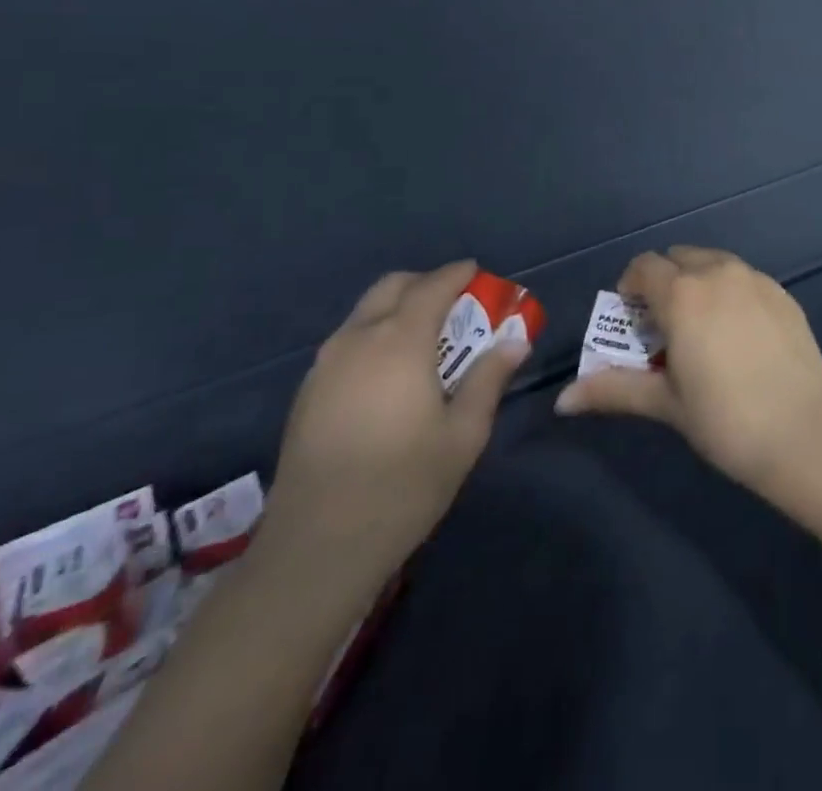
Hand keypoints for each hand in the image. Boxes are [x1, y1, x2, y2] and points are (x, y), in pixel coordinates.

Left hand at [257, 261, 526, 597]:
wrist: (316, 549)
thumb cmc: (403, 485)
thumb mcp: (464, 433)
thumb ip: (489, 379)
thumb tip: (515, 342)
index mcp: (399, 342)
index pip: (432, 286)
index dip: (458, 274)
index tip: (479, 274)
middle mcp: (357, 340)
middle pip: (391, 288)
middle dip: (425, 285)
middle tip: (456, 305)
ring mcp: (324, 366)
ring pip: (364, 314)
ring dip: (398, 310)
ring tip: (427, 340)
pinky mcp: (306, 393)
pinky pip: (347, 342)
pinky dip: (375, 336)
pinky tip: (391, 374)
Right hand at [554, 247, 821, 496]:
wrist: (803, 431)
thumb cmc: (725, 419)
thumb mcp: (666, 403)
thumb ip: (614, 389)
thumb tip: (562, 399)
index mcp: (683, 293)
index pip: (644, 266)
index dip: (631, 286)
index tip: (632, 318)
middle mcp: (719, 272)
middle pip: (679, 258)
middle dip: (665, 282)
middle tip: (665, 325)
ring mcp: (756, 279)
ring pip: (715, 262)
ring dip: (699, 281)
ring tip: (702, 327)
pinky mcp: (783, 293)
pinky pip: (746, 278)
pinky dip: (731, 291)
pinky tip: (739, 333)